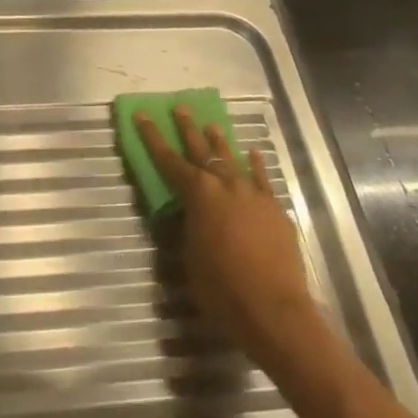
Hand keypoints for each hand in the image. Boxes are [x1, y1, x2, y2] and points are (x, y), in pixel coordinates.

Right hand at [137, 105, 326, 376]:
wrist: (274, 310)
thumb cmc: (221, 289)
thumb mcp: (190, 257)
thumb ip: (189, 228)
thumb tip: (189, 215)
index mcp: (198, 195)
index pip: (168, 160)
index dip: (152, 137)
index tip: (142, 114)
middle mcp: (225, 185)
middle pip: (203, 150)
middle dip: (188, 128)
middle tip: (180, 107)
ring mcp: (253, 194)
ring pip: (233, 159)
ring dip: (220, 141)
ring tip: (212, 124)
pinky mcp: (275, 208)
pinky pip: (262, 178)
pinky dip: (255, 164)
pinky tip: (252, 153)